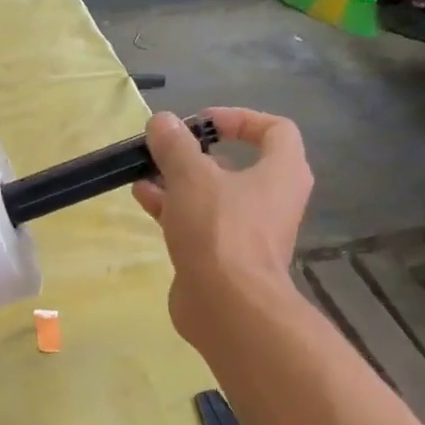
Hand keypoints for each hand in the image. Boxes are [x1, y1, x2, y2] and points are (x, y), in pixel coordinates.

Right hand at [132, 108, 312, 347]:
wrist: (227, 306)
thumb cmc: (220, 230)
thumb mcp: (192, 177)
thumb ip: (175, 145)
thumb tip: (162, 121)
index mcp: (282, 172)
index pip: (274, 129)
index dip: (238, 118)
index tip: (201, 123)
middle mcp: (271, 199)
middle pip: (236, 164)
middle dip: (196, 154)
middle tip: (165, 150)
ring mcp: (247, 231)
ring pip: (212, 195)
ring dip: (178, 181)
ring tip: (143, 172)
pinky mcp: (224, 257)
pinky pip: (200, 223)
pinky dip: (175, 209)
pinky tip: (143, 200)